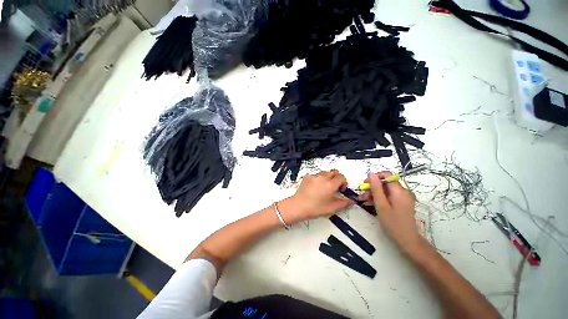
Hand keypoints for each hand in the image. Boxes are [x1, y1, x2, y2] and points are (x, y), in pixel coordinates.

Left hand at [279, 170, 351, 223]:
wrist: (298, 206)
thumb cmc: (314, 208)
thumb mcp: (331, 208)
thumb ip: (343, 203)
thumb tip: (350, 201)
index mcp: (330, 184)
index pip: (341, 177)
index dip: (344, 182)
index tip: (342, 189)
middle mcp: (322, 177)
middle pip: (334, 172)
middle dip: (336, 178)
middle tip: (335, 187)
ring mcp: (314, 176)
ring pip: (325, 172)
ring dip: (328, 177)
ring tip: (325, 187)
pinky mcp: (307, 176)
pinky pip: (316, 174)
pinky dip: (319, 178)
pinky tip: (316, 187)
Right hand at [359, 172, 420, 250]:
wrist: (407, 241)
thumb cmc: (393, 223)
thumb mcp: (381, 205)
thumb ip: (376, 188)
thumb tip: (371, 173)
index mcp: (399, 191)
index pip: (387, 175)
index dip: (375, 177)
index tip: (365, 184)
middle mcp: (403, 191)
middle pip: (385, 184)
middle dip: (372, 188)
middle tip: (361, 196)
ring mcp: (403, 198)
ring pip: (385, 190)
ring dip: (373, 194)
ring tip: (363, 201)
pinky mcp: (401, 203)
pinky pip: (389, 196)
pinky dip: (379, 199)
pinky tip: (370, 204)